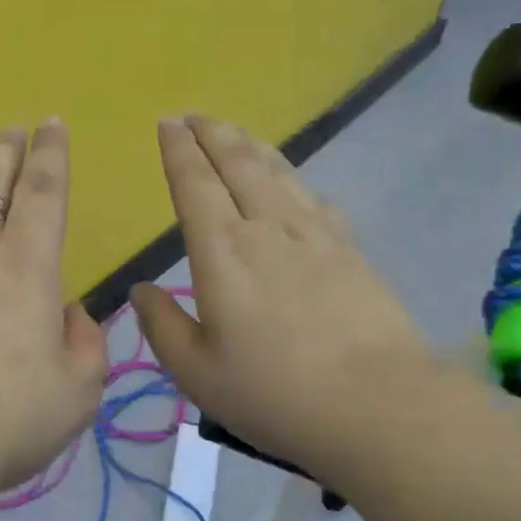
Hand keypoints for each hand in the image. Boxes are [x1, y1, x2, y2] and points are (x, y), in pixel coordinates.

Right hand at [131, 115, 433, 476]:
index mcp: (222, 251)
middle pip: (237, 163)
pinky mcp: (349, 247)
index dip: (178, 150)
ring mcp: (313, 233)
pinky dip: (290, 174)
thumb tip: (141, 289)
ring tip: (233, 131)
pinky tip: (288, 178)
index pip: (194, 183)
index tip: (167, 124)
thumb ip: (162, 325)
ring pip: (276, 170)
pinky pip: (311, 194)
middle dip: (212, 133)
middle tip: (194, 115)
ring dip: (249, 144)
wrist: (379, 405)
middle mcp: (265, 227)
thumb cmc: (275, 393)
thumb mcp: (197, 372)